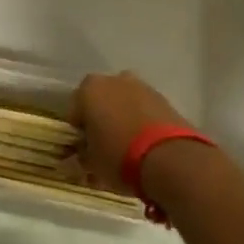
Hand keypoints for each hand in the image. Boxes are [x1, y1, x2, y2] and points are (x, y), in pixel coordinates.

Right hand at [70, 71, 190, 193]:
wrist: (169, 158)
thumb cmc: (119, 156)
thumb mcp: (92, 163)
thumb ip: (82, 155)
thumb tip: (78, 156)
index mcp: (89, 89)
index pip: (74, 111)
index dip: (77, 133)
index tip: (82, 151)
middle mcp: (114, 79)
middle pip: (101, 102)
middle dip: (101, 121)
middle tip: (104, 149)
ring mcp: (142, 86)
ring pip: (125, 104)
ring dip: (123, 120)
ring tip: (128, 150)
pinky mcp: (164, 98)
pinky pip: (145, 110)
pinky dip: (143, 123)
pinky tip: (146, 147)